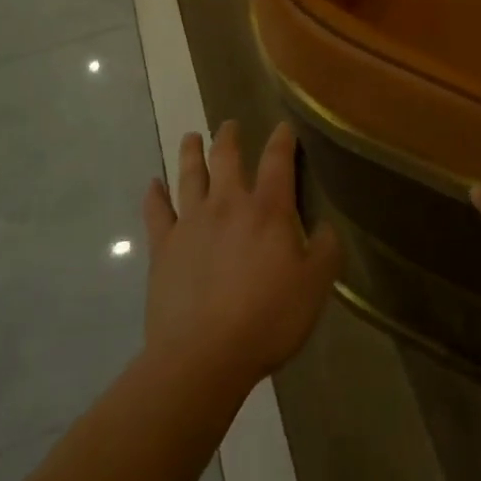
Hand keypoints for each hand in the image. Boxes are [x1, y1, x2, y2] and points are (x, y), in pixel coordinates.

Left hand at [142, 121, 341, 394]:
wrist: (203, 355)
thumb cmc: (267, 319)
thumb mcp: (315, 287)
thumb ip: (326, 251)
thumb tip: (327, 226)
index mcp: (268, 209)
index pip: (277, 161)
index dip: (282, 140)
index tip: (283, 126)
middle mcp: (228, 204)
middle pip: (227, 158)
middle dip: (229, 137)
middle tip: (229, 125)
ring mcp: (191, 222)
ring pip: (189, 175)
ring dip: (191, 153)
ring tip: (191, 137)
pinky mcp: (163, 247)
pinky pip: (156, 212)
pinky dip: (154, 195)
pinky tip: (153, 185)